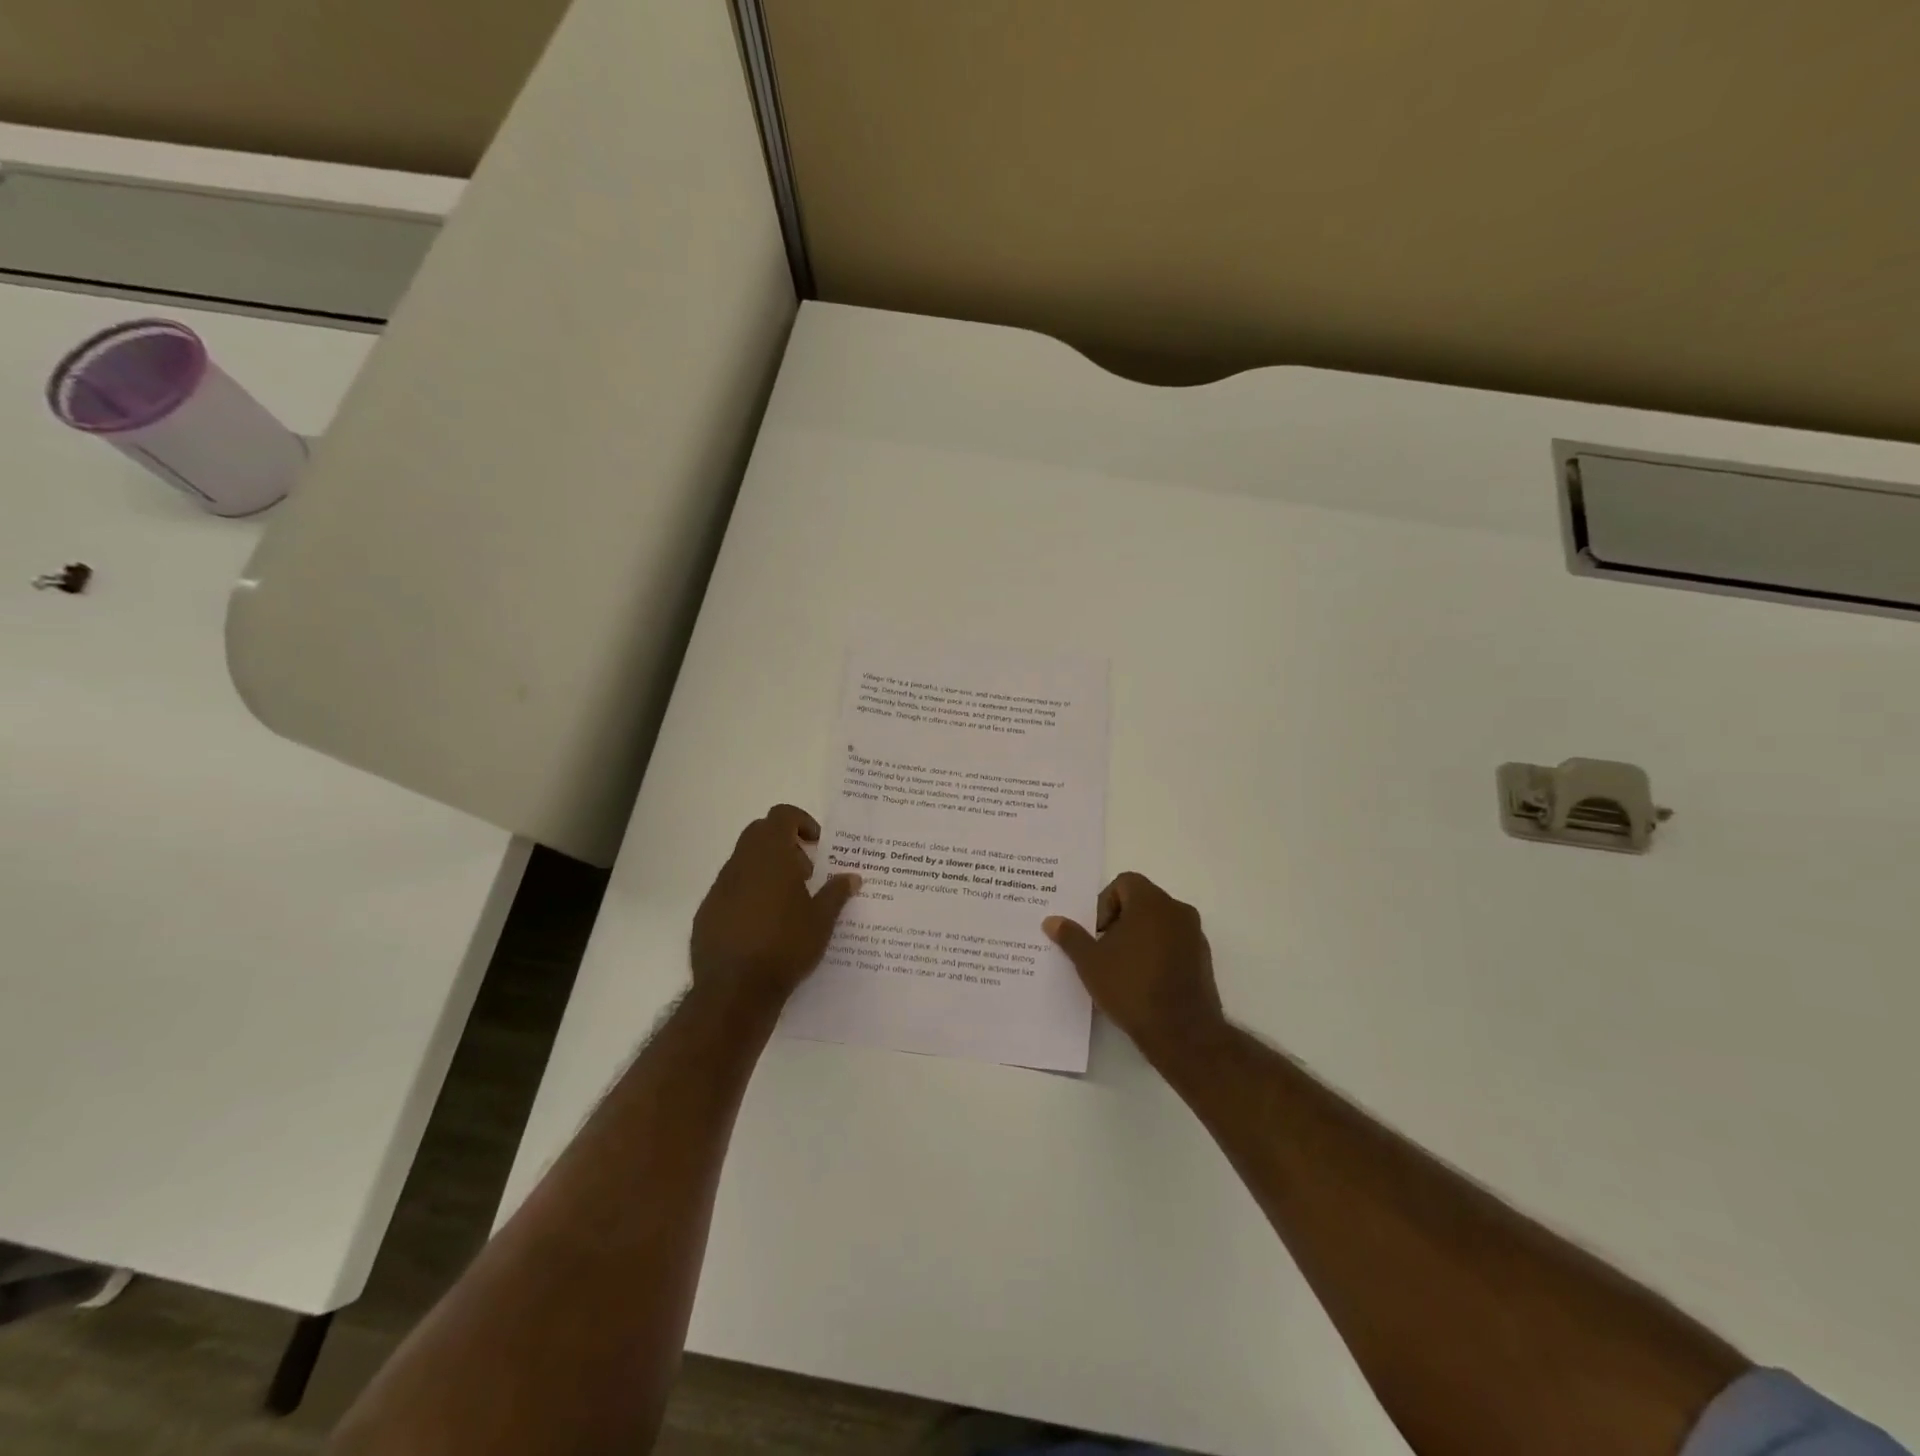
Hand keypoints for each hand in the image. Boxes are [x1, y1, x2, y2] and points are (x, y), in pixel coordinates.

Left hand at [690, 805, 859, 1017]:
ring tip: (788, 902)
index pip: (781, 816)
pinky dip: (749, 893)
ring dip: (766, 869)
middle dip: (784, 843)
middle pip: (760, 833)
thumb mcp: (822, 920)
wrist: (734, 991)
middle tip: (805, 873)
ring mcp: (720, 888)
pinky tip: (763, 926)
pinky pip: (730, 889)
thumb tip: (852, 877)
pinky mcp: (707, 912)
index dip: (801, 821)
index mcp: (770, 856)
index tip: (817, 844)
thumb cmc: (786, 947)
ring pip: (743, 861)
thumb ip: (836, 893)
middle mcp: (741, 863)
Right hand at [1044, 872, 1224, 1064]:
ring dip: (1139, 937)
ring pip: (1159, 922)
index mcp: (1151, 902)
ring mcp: (1195, 935)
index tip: (1097, 933)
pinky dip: (1158, 952)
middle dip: (1120, 921)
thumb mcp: (1090, 962)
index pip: (1124, 882)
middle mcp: (1177, 910)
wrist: (1182, 1032)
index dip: (1104, 903)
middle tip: (1104, 950)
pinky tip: (1144, 981)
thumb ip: (1071, 937)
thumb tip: (1051, 921)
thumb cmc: (1131, 987)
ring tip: (1122, 968)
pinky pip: (1175, 942)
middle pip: (1142, 901)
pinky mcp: (1204, 959)